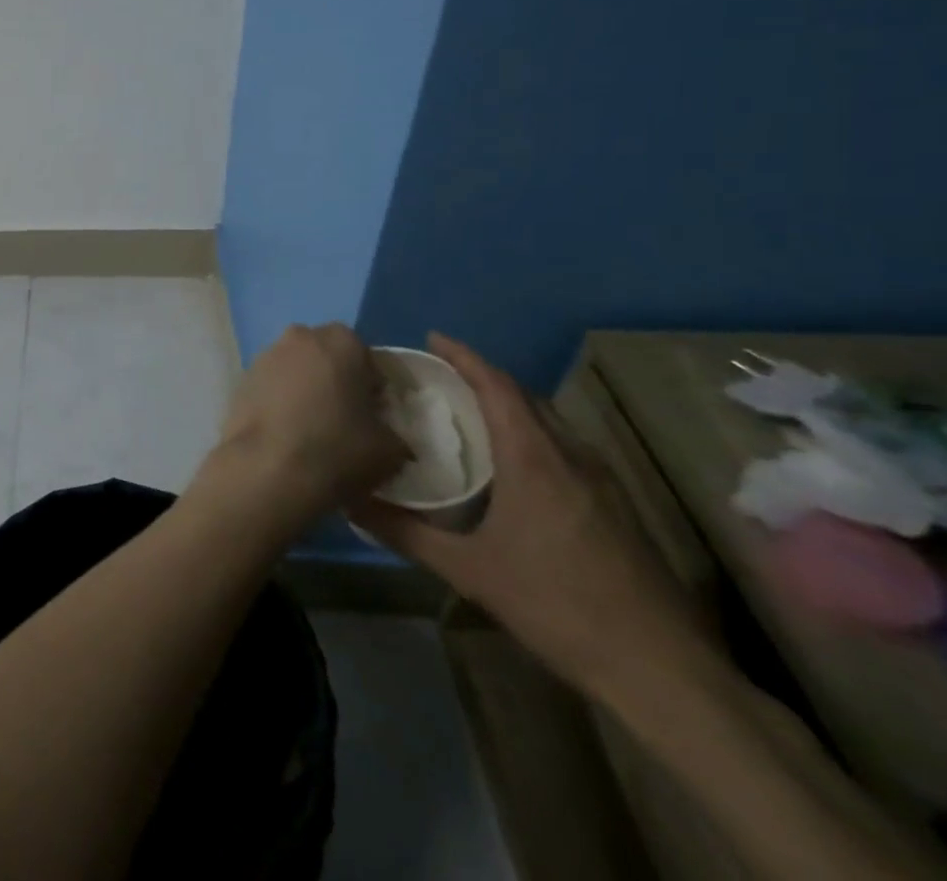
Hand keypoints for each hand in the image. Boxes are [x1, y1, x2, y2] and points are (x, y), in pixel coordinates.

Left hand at [191, 324, 408, 536]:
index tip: (378, 415)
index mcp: (341, 342)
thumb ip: (393, 430)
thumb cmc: (336, 450)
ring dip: (307, 388)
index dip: (376, 387)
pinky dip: (281, 401)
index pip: (368, 358)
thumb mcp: (391, 449)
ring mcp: (265, 356)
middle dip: (338, 380)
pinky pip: (272, 386)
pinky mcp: (241, 379)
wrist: (266, 469)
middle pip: (328, 356)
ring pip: (297, 369)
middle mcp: (299, 337)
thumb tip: (385, 433)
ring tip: (315, 428)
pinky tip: (287, 432)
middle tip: (347, 418)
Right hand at [352, 334, 711, 706]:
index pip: (497, 386)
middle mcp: (571, 457)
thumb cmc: (556, 606)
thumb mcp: (468, 571)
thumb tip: (348, 500)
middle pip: (525, 397)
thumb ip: (405, 532)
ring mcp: (603, 482)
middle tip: (439, 377)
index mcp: (534, 459)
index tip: (432, 338)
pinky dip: (532, 435)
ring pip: (550, 422)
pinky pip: (566, 448)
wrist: (661, 671)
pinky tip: (513, 465)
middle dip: (483, 377)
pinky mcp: (618, 507)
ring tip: (469, 413)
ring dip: (510, 406)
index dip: (464, 357)